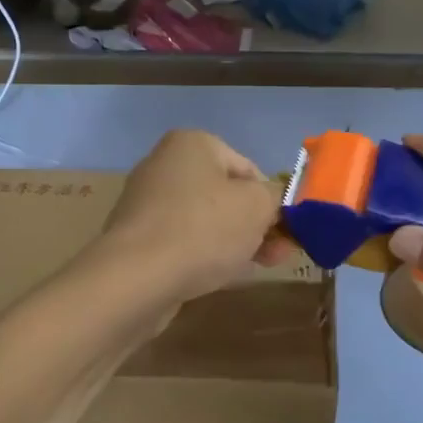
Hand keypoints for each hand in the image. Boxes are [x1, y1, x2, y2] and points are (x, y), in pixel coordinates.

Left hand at [97, 130, 286, 301]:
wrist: (136, 279)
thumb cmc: (202, 230)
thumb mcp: (258, 206)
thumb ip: (277, 198)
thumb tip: (276, 202)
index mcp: (192, 144)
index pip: (249, 169)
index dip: (273, 201)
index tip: (286, 233)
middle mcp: (164, 165)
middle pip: (226, 196)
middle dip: (255, 226)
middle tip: (277, 255)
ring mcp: (147, 203)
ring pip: (205, 222)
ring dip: (233, 243)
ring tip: (251, 269)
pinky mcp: (137, 239)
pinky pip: (182, 243)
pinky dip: (202, 256)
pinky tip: (216, 278)